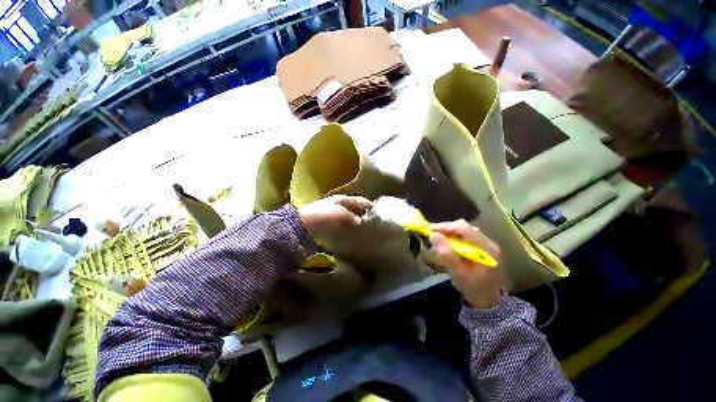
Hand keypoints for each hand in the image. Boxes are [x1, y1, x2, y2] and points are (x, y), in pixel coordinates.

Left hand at [298, 195, 372, 243]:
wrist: (300, 226)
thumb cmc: (321, 216)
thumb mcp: (339, 213)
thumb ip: (352, 216)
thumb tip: (360, 222)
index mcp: (342, 199)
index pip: (360, 200)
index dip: (370, 206)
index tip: (379, 214)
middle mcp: (338, 205)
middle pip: (356, 208)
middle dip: (365, 215)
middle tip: (375, 224)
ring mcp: (333, 215)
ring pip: (350, 217)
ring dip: (358, 223)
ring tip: (367, 231)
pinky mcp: (329, 225)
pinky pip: (344, 226)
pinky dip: (350, 229)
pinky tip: (354, 235)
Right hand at [429, 220, 504, 309]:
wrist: (489, 302)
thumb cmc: (474, 289)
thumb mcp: (458, 274)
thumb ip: (446, 255)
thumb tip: (433, 235)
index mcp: (486, 248)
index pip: (464, 228)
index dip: (445, 226)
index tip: (429, 230)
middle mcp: (488, 242)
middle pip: (463, 227)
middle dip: (445, 229)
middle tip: (431, 234)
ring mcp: (486, 244)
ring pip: (463, 230)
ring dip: (448, 232)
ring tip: (437, 238)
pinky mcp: (482, 247)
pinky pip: (464, 236)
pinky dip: (453, 237)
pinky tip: (446, 244)